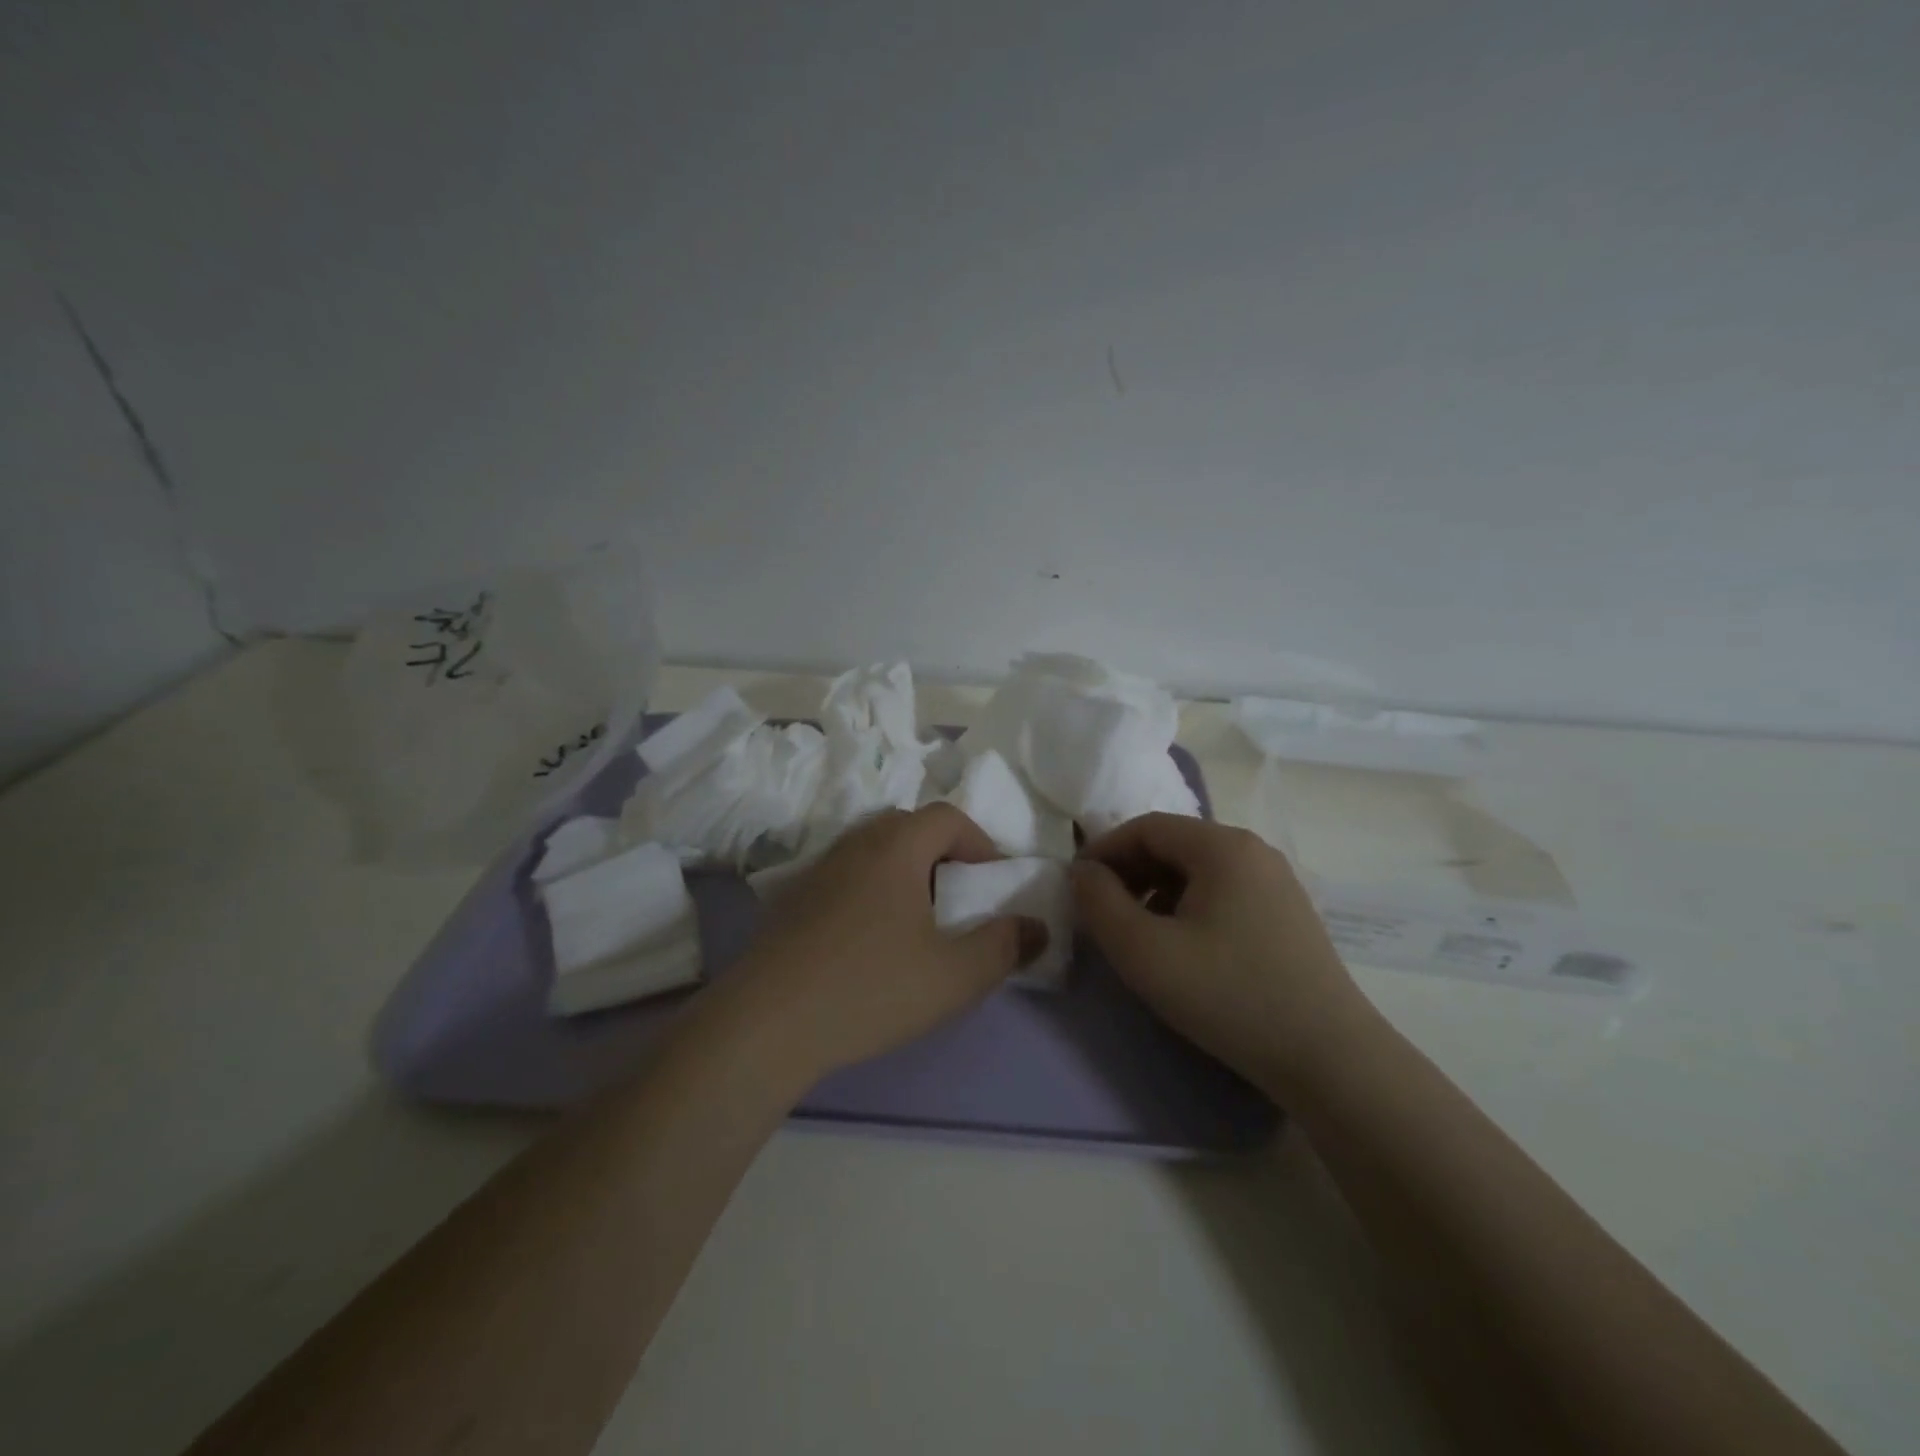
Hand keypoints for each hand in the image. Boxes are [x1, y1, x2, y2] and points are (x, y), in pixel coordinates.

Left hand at [721, 804, 1048, 1084]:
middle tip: (956, 896)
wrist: (766, 1022)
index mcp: (896, 847)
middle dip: (941, 853)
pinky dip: (869, 891)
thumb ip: (1004, 946)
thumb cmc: (871, 987)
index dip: (979, 840)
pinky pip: (844, 877)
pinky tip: (868, 941)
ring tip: (916, 920)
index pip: (947, 816)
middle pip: (907, 826)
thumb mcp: (954, 976)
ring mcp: (817, 870)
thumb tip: (1036, 927)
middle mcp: (854, 845)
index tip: (992, 881)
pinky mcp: (791, 901)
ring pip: (872, 851)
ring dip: (903, 872)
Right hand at [1071, 814, 1370, 1095]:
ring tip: (1138, 934)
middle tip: (1102, 913)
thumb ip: (1099, 903)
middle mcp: (1254, 851)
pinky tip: (1182, 947)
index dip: (1104, 851)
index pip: (1146, 827)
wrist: (1329, 1059)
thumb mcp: (1144, 951)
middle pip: (1174, 844)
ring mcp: (1277, 882)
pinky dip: (1188, 907)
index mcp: (1222, 846)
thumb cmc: (1228, 995)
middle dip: (1129, 873)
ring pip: (1198, 870)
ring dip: (1156, 891)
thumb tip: (1083, 872)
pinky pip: (1223, 892)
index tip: (1077, 887)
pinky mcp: (1287, 914)